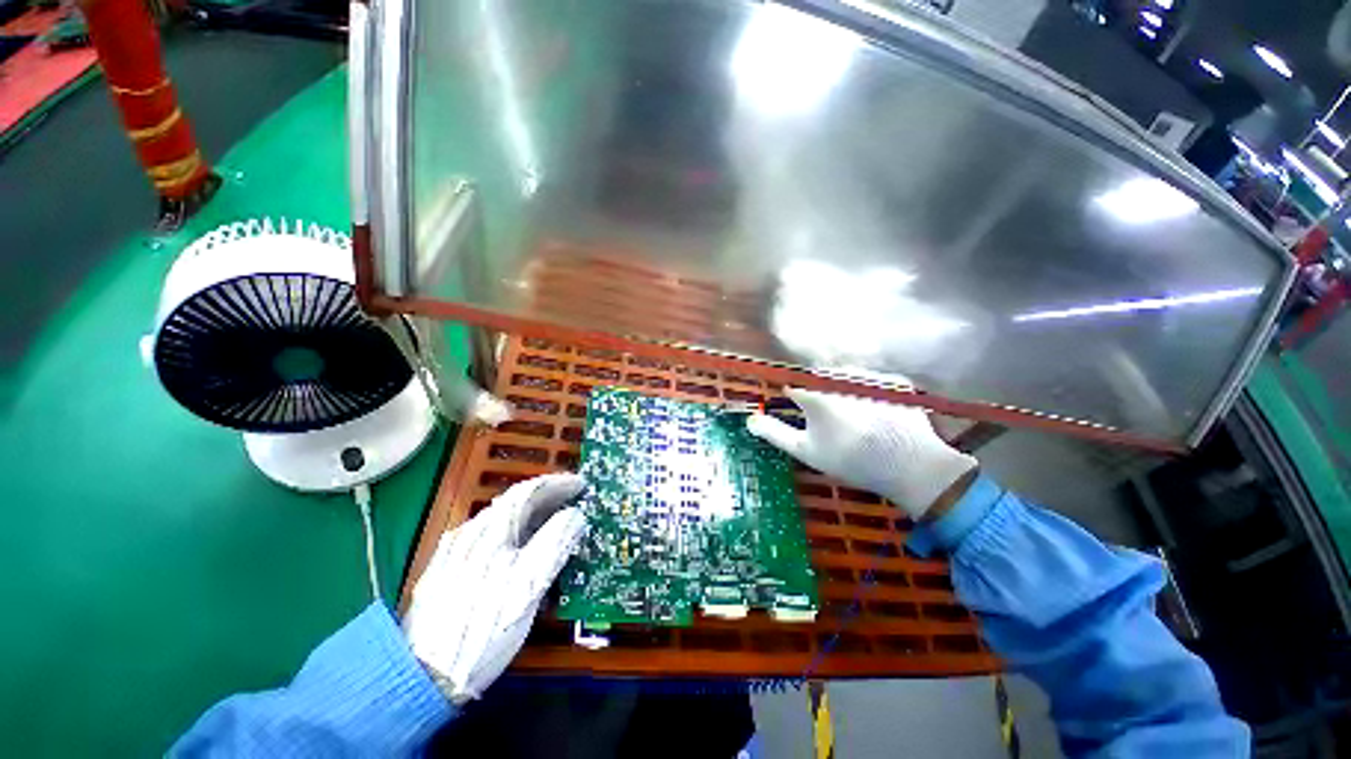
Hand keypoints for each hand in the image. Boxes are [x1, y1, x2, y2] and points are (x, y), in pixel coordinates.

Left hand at [404, 473, 586, 703]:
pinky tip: (528, 555)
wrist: (423, 677)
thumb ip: (555, 542)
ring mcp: (459, 553)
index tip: (582, 484)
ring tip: (559, 526)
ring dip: (535, 518)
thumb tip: (576, 515)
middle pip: (516, 504)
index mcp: (489, 530)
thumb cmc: (483, 627)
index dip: (559, 484)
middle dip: (549, 499)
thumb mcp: (528, 584)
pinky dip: (520, 537)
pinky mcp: (453, 573)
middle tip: (576, 503)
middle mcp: (471, 533)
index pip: (528, 491)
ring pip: (505, 524)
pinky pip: (495, 542)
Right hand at [747, 388, 975, 518]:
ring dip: (844, 390)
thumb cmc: (849, 460)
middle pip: (820, 378)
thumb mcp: (805, 450)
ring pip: (846, 377)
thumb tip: (750, 419)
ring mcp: (870, 377)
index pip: (793, 386)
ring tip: (854, 418)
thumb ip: (774, 432)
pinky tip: (877, 414)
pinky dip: (871, 392)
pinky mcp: (895, 381)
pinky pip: (874, 381)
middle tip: (829, 419)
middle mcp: (840, 377)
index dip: (793, 398)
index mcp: (816, 392)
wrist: (910, 467)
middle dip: (819, 393)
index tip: (797, 408)